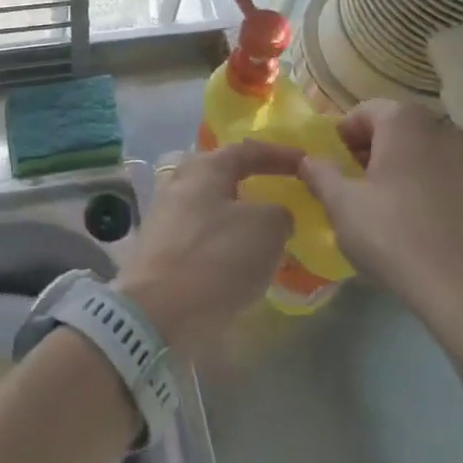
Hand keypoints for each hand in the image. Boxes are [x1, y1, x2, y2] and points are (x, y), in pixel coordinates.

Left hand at [116, 141, 300, 356]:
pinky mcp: (160, 247)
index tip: (306, 163)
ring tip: (268, 233)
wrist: (157, 312)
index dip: (279, 155)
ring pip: (212, 206)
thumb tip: (275, 215)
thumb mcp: (267, 228)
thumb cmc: (216, 258)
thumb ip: (279, 213)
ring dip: (239, 216)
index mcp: (204, 167)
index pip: (247, 150)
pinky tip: (241, 259)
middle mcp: (180, 182)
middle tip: (282, 195)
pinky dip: (224, 241)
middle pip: (223, 175)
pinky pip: (202, 235)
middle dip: (254, 183)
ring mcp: (165, 215)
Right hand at [297, 100, 462, 329]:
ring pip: (431, 154)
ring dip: (411, 169)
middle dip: (377, 151)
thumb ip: (320, 174)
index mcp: (405, 122)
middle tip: (361, 188)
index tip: (337, 168)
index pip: (364, 112)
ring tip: (397, 208)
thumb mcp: (341, 205)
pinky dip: (441, 191)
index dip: (344, 137)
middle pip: (400, 130)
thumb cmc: (394, 237)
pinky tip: (431, 226)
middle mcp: (446, 129)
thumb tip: (308, 160)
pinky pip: (458, 181)